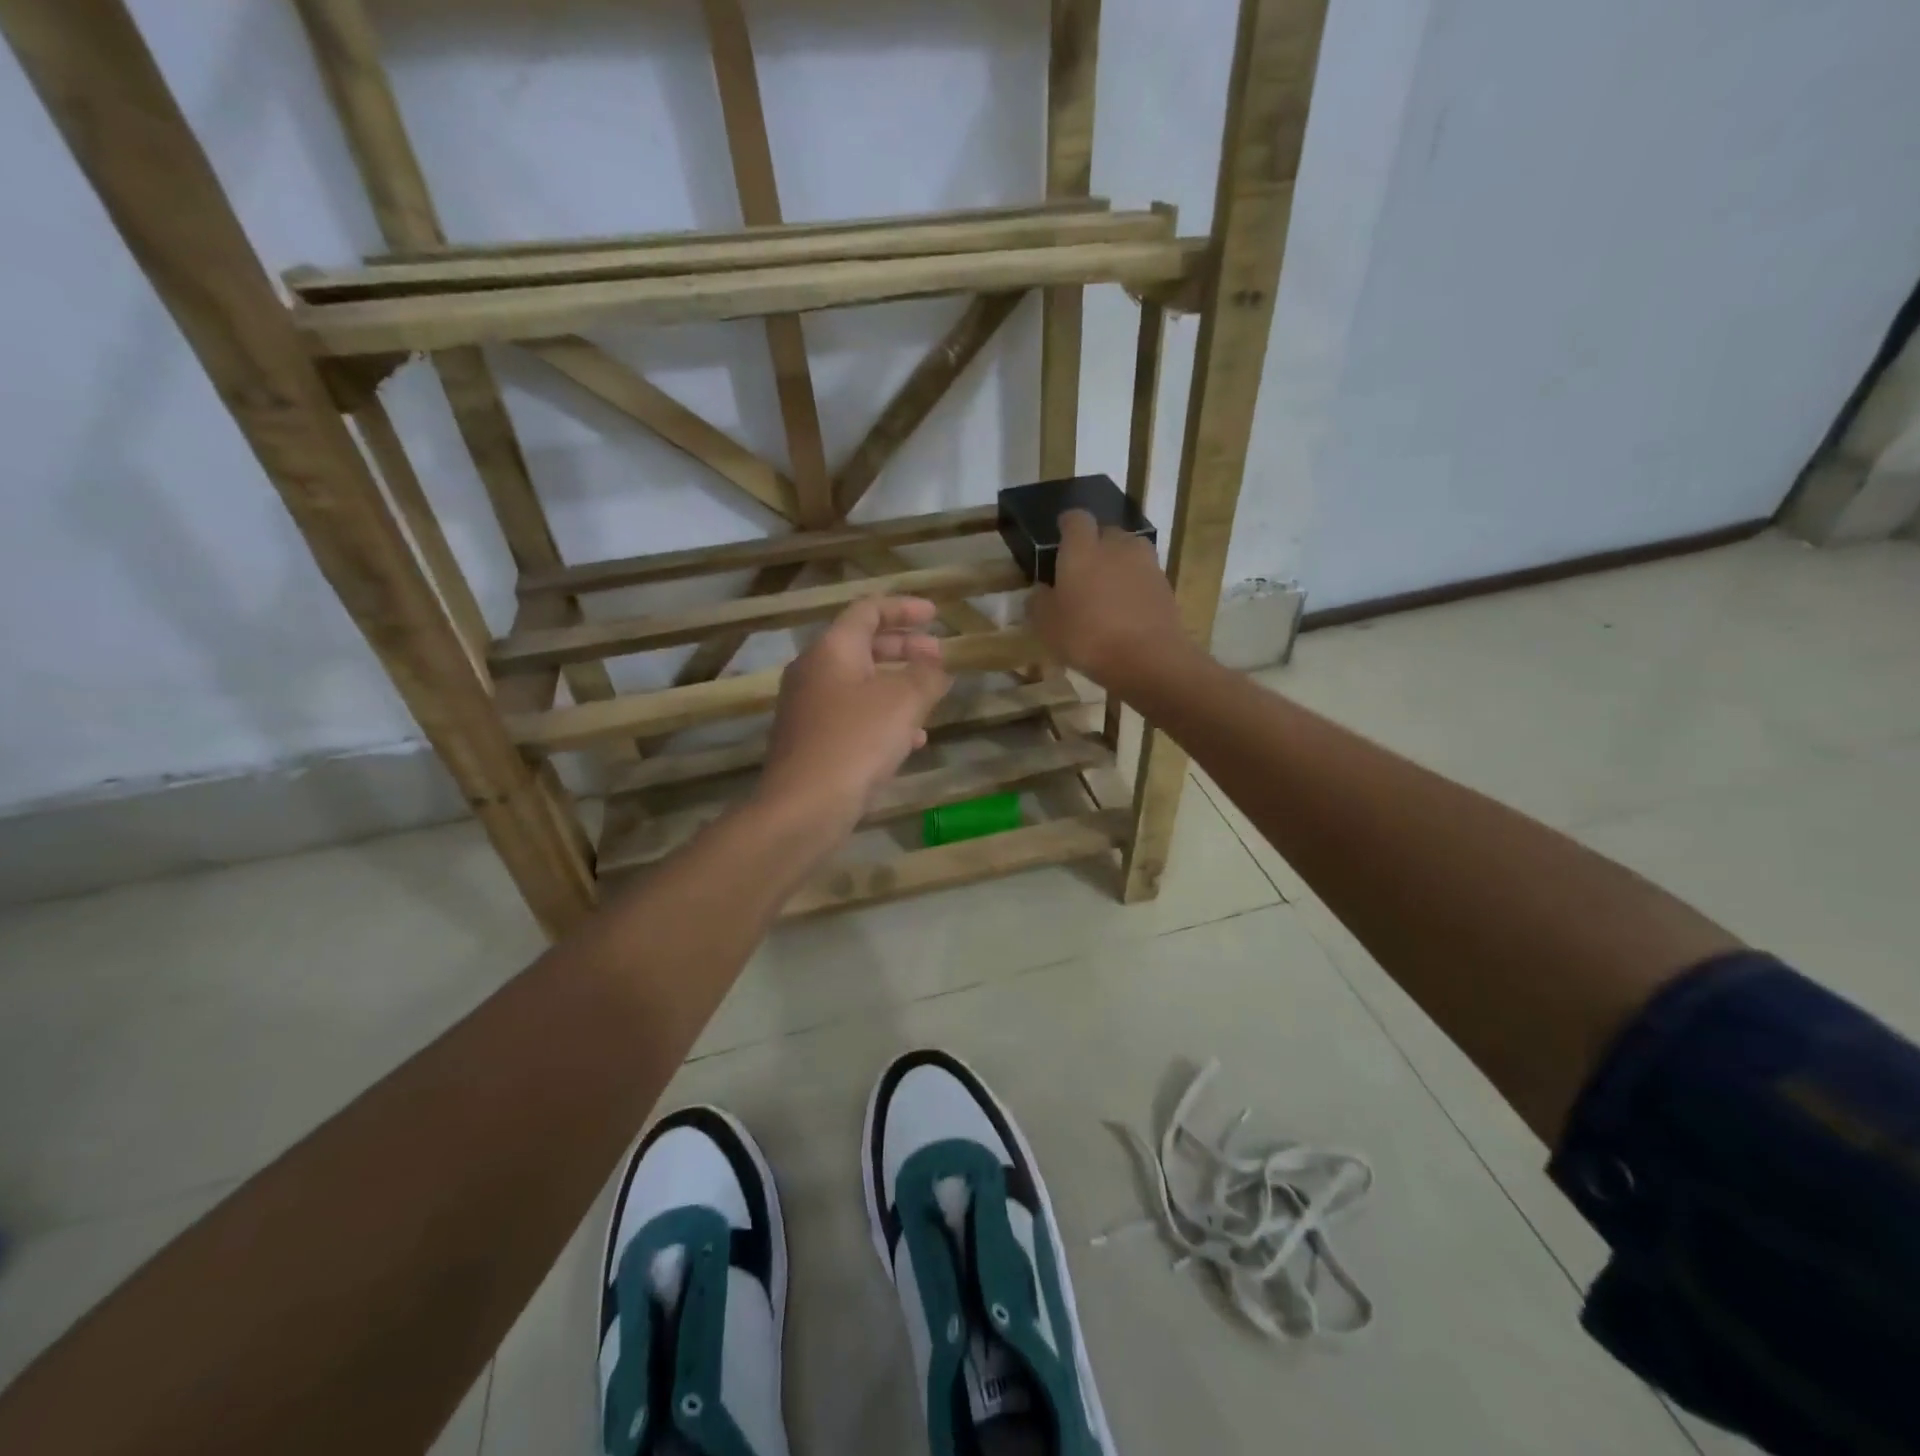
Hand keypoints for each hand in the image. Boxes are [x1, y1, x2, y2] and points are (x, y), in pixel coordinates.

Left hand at [759, 595, 952, 833]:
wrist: (804, 806)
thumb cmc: (855, 742)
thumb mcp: (904, 702)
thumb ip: (926, 676)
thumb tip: (936, 665)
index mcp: (832, 649)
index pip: (868, 610)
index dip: (904, 609)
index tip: (935, 616)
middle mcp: (814, 672)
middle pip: (863, 646)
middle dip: (904, 649)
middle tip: (938, 657)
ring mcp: (808, 708)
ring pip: (860, 684)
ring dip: (897, 685)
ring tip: (930, 698)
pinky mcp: (811, 741)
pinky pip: (853, 716)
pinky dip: (883, 717)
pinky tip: (911, 741)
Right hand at [1028, 510, 1190, 689]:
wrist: (1148, 659)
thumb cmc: (1087, 637)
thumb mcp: (1047, 625)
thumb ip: (1039, 602)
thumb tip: (1040, 591)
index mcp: (1082, 549)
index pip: (1076, 519)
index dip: (1068, 525)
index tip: (1061, 535)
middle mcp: (1116, 546)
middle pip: (1106, 532)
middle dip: (1095, 545)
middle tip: (1083, 570)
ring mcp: (1146, 564)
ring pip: (1129, 552)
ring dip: (1118, 564)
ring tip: (1107, 590)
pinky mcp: (1165, 585)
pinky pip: (1144, 576)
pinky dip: (1135, 585)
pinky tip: (1127, 610)